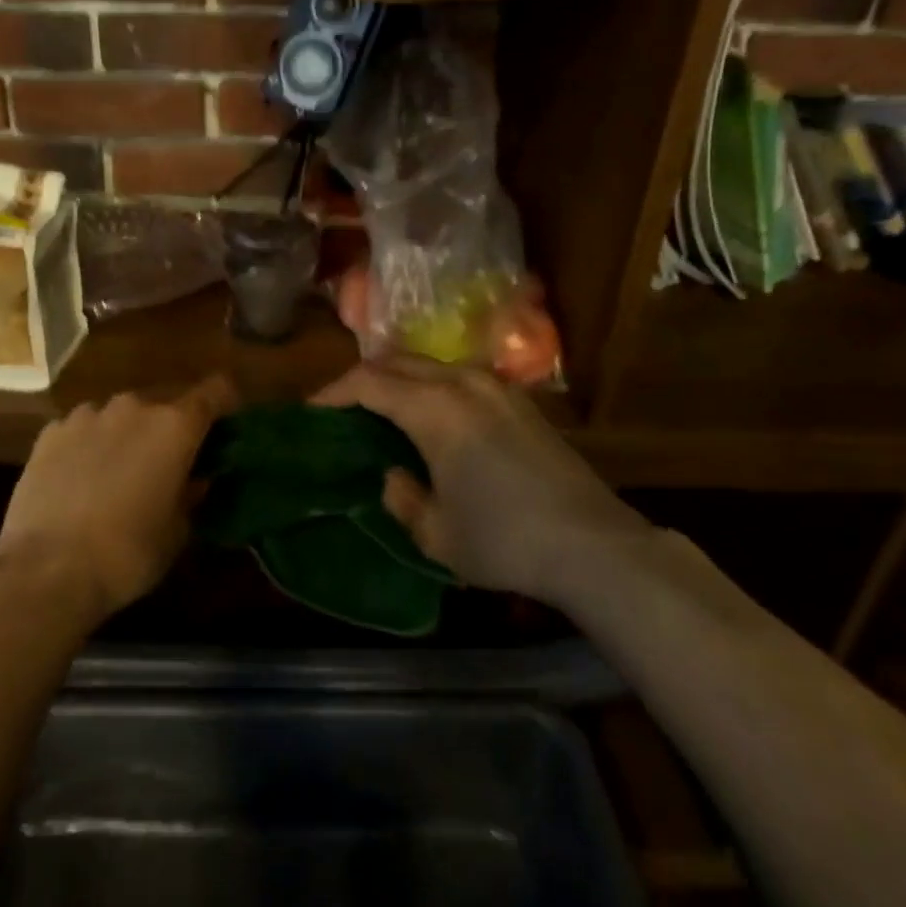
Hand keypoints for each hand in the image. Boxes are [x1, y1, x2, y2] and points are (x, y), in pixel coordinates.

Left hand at [0, 375, 237, 621]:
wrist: (46, 571)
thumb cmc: (127, 554)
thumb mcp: (177, 532)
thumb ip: (192, 494)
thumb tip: (196, 479)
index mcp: (175, 426)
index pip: (216, 391)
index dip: (226, 404)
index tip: (226, 427)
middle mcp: (133, 407)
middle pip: (165, 404)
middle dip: (171, 428)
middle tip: (168, 463)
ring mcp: (87, 414)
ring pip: (120, 415)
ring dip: (127, 434)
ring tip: (118, 473)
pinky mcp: (50, 431)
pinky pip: (83, 428)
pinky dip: (89, 445)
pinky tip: (80, 480)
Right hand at [313, 357, 650, 605]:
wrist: (594, 544)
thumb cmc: (504, 541)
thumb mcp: (435, 534)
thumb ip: (401, 498)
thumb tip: (394, 474)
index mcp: (435, 409)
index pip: (368, 382)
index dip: (333, 393)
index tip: (311, 411)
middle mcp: (463, 384)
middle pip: (398, 362)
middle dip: (363, 378)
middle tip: (342, 407)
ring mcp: (498, 388)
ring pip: (432, 365)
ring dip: (400, 379)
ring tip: (384, 410)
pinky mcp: (522, 401)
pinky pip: (461, 378)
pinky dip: (432, 387)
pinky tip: (434, 418)